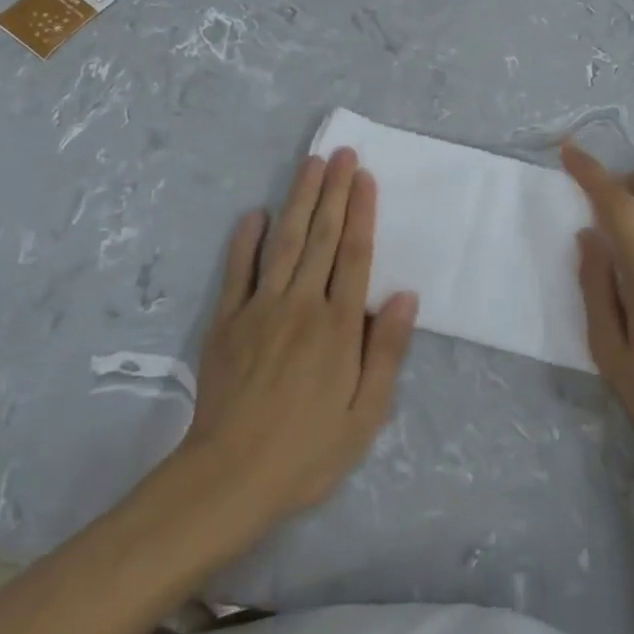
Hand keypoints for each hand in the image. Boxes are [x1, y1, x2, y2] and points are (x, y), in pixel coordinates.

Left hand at [181, 148, 418, 518]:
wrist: (228, 480)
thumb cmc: (307, 451)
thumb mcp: (364, 416)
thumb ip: (386, 352)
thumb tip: (406, 296)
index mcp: (337, 326)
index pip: (354, 254)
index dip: (361, 212)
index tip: (364, 176)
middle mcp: (301, 304)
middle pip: (322, 236)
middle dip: (333, 191)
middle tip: (341, 153)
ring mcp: (260, 309)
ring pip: (285, 242)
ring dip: (300, 200)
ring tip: (310, 165)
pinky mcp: (227, 321)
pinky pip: (238, 271)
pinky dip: (246, 240)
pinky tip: (255, 213)